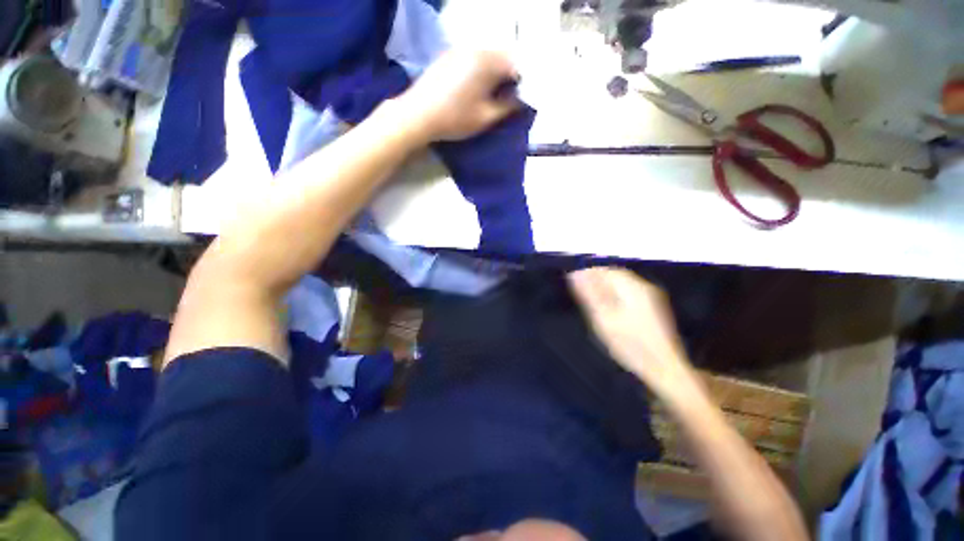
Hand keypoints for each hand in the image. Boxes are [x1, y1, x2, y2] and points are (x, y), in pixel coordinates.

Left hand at [397, 49, 520, 141]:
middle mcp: (475, 49)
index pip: (517, 65)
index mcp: (488, 61)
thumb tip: (521, 99)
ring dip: (495, 73)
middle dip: (510, 76)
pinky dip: (481, 70)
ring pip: (488, 57)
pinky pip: (473, 59)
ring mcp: (459, 50)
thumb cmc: (455, 119)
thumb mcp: (486, 117)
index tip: (522, 99)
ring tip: (494, 95)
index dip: (523, 83)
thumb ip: (508, 107)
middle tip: (510, 98)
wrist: (418, 115)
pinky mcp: (448, 56)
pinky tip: (477, 88)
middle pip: (503, 58)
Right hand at [568, 267, 704, 406]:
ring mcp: (651, 297)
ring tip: (591, 301)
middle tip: (580, 293)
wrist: (665, 368)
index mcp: (632, 287)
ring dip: (604, 288)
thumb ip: (590, 294)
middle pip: (615, 275)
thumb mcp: (604, 319)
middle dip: (596, 280)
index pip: (605, 270)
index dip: (587, 273)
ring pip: (621, 283)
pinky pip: (628, 292)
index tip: (572, 282)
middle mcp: (644, 287)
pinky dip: (614, 295)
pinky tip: (609, 308)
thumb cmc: (630, 344)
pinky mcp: (653, 307)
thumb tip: (576, 274)